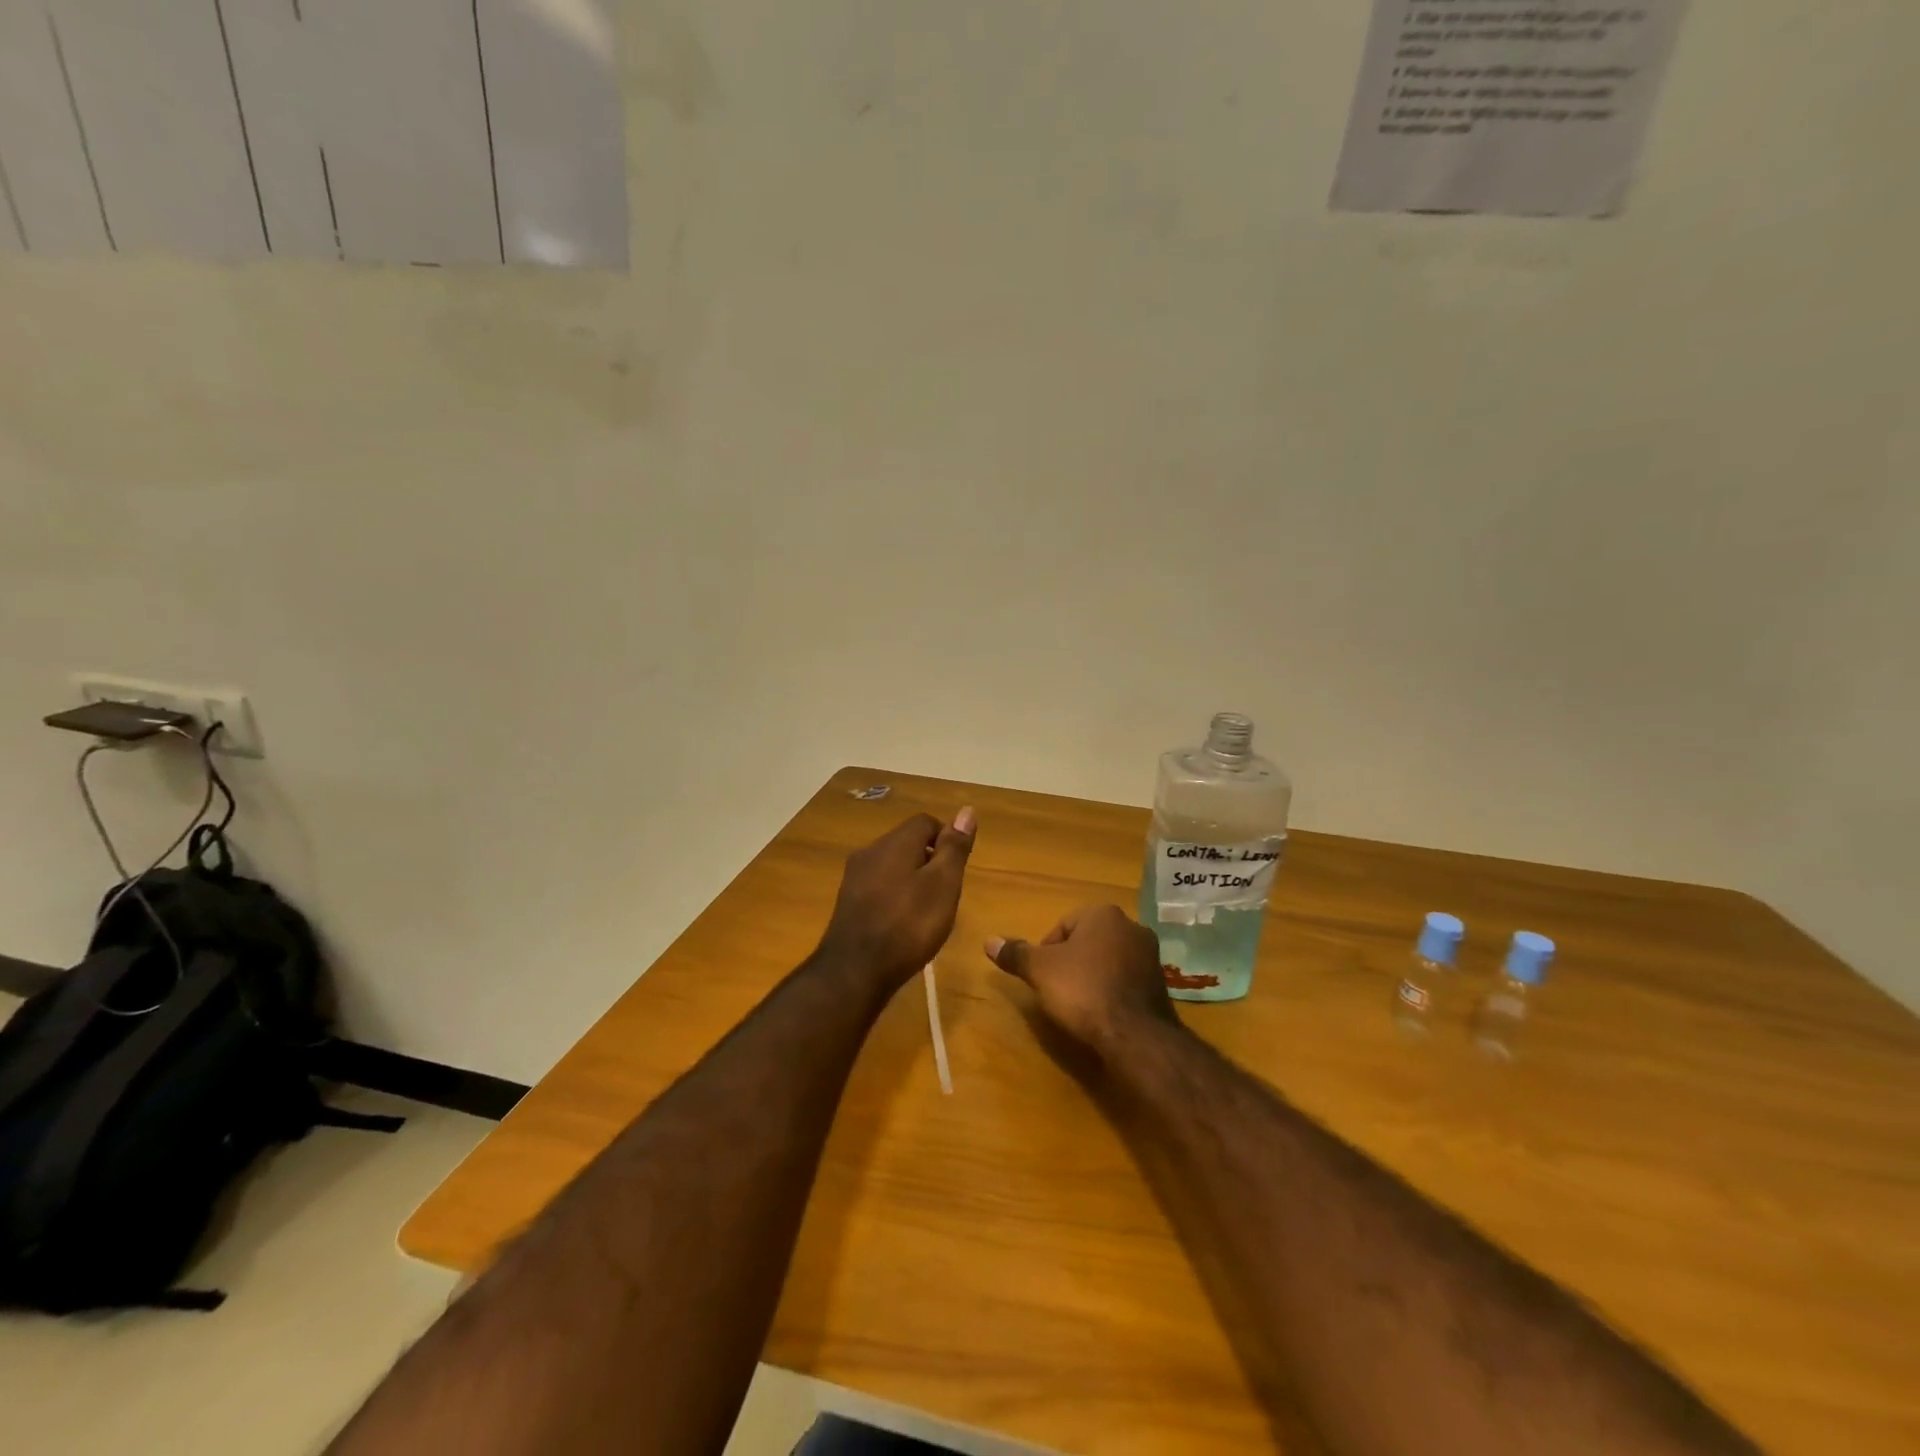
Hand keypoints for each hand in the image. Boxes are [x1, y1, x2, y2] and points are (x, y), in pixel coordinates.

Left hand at [818, 809, 975, 988]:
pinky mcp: (848, 902)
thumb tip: (966, 811)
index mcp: (894, 842)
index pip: (926, 822)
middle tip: (946, 894)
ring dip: (913, 880)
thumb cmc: (908, 925)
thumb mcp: (943, 885)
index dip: (947, 839)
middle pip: (908, 842)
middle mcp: (870, 851)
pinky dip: (896, 896)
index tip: (957, 870)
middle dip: (930, 861)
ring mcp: (855, 877)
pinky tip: (903, 924)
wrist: (854, 971)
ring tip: (927, 912)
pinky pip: (879, 886)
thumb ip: (954, 848)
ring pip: (892, 865)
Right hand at [985, 904, 1178, 1055]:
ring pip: (1108, 960)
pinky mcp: (1161, 984)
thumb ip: (1016, 953)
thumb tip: (988, 941)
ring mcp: (1150, 955)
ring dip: (1093, 976)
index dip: (1046, 950)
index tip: (1042, 976)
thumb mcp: (1040, 971)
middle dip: (1071, 962)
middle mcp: (1131, 926)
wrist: (1135, 1034)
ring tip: (1078, 1004)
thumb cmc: (1083, 990)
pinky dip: (1112, 991)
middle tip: (1057, 989)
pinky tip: (1102, 1013)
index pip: (1064, 924)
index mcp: (1103, 914)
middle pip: (1087, 941)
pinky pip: (1126, 980)